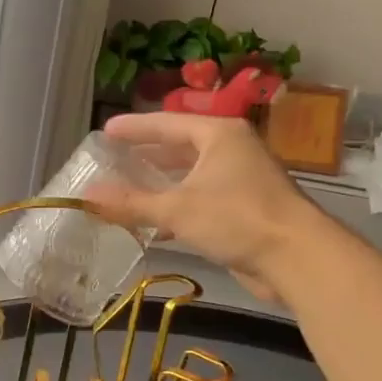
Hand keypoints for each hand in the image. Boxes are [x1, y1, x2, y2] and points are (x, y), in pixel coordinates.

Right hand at [93, 112, 322, 300]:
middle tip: (115, 159)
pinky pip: (202, 199)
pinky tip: (157, 222)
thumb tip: (86, 196)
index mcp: (219, 135)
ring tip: (128, 188)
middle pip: (181, 147)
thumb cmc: (237, 218)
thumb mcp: (177, 209)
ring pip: (192, 175)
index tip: (106, 131)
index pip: (168, 123)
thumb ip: (131, 203)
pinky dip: (178, 206)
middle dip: (149, 155)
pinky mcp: (245, 208)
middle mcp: (232, 150)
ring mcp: (242, 179)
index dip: (135, 128)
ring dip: (162, 183)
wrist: (296, 257)